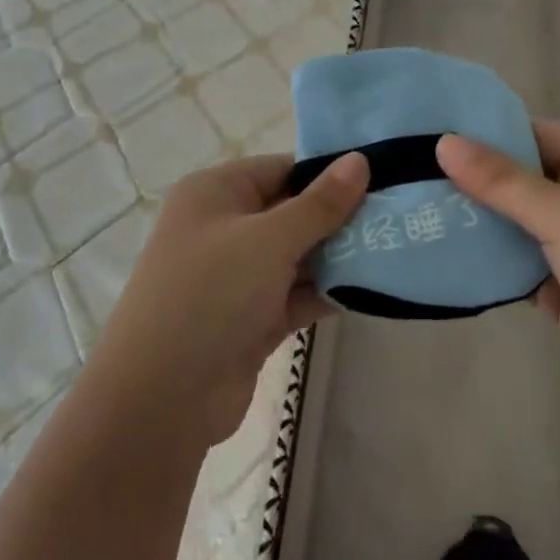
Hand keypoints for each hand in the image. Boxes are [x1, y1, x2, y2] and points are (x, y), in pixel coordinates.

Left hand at [88, 152, 368, 446]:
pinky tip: (371, 289)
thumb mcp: (269, 239)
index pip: (281, 169)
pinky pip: (295, 294)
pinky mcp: (251, 318)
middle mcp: (224, 228)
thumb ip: (320, 203)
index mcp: (216, 193)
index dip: (328, 174)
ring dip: (338, 257)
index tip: (382, 179)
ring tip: (395, 249)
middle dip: (340, 218)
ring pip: (297, 256)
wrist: (161, 399)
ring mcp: (237, 277)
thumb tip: (359, 160)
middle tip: (398, 216)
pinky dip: (326, 292)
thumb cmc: (211, 294)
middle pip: (292, 212)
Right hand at [437, 122, 559, 423]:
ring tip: (420, 206)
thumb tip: (444, 143)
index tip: (437, 132)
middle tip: (415, 171)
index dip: (493, 132)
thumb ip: (504, 182)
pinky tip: (446, 251)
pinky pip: (518, 262)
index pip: (541, 136)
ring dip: (479, 219)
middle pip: (526, 179)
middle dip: (478, 178)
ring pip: (518, 222)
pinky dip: (489, 259)